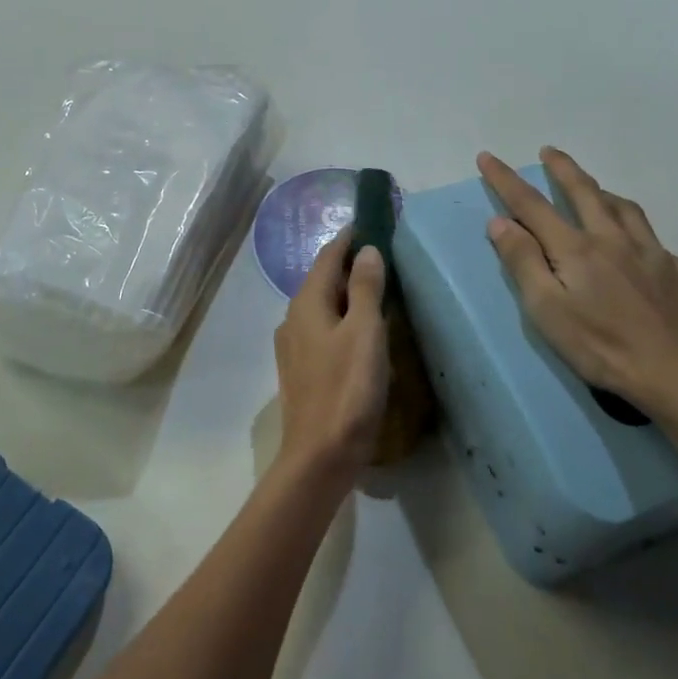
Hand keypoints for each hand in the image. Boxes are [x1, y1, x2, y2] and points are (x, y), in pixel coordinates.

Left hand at [274, 230, 389, 480]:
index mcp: (307, 303)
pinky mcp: (302, 369)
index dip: (349, 238)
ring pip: (323, 305)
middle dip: (349, 264)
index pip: (327, 256)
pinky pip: (323, 329)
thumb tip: (366, 249)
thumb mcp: (365, 333)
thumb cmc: (347, 390)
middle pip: (322, 279)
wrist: (320, 456)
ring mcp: (294, 345)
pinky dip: (343, 318)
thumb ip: (366, 288)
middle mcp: (294, 318)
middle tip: (383, 255)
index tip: (372, 223)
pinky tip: (361, 330)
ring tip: (377, 288)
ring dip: (347, 292)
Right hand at [477, 148, 677, 426]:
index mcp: (577, 249)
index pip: (532, 205)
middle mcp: (616, 239)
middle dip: (563, 168)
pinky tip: (645, 261)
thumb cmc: (603, 347)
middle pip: (585, 192)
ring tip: (596, 191)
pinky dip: (642, 242)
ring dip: (604, 194)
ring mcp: (657, 254)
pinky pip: (659, 247)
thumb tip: (500, 221)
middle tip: (549, 151)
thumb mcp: (547, 310)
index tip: (488, 157)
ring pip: (627, 211)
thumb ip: (523, 262)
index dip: (506, 180)